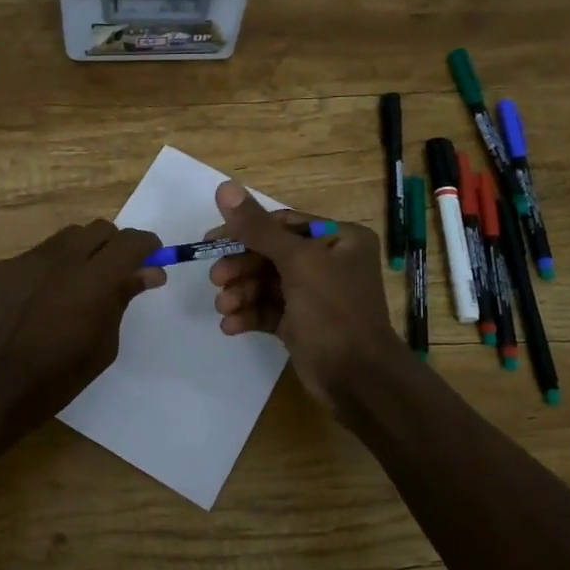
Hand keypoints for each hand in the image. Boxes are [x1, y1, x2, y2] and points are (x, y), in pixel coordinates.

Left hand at [0, 219, 163, 436]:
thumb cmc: (55, 379)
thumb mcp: (102, 346)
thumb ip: (122, 300)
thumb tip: (148, 273)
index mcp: (94, 280)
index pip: (130, 242)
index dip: (147, 246)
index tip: (153, 260)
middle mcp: (62, 258)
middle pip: (99, 229)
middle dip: (115, 245)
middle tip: (117, 275)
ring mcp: (28, 259)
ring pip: (68, 237)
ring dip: (84, 251)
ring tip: (79, 286)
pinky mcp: (4, 268)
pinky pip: (39, 255)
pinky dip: (53, 267)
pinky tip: (44, 300)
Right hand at [206, 181, 402, 402]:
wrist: (358, 381)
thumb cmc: (334, 314)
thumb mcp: (297, 264)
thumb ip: (258, 228)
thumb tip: (224, 187)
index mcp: (339, 239)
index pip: (283, 224)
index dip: (245, 231)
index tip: (211, 240)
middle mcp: (329, 262)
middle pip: (270, 254)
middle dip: (241, 268)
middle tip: (216, 280)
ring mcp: (314, 295)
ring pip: (266, 284)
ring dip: (241, 293)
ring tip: (223, 308)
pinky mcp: (301, 324)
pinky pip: (268, 310)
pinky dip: (248, 315)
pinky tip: (231, 326)